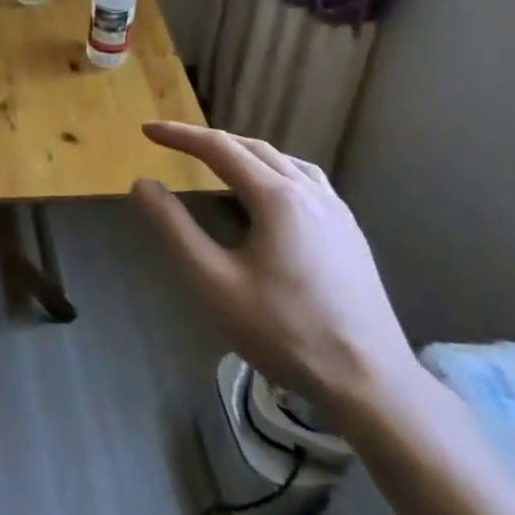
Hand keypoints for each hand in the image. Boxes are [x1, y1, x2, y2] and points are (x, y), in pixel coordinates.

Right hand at [131, 122, 419, 422]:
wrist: (372, 384)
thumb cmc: (285, 332)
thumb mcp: (214, 282)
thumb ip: (174, 228)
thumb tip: (143, 184)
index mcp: (277, 197)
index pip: (219, 148)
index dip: (180, 136)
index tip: (147, 130)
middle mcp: (310, 192)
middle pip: (252, 148)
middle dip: (209, 141)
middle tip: (173, 144)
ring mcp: (337, 211)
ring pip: (284, 161)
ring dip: (244, 153)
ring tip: (217, 163)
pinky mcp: (350, 233)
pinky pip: (306, 181)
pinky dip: (274, 171)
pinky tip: (269, 196)